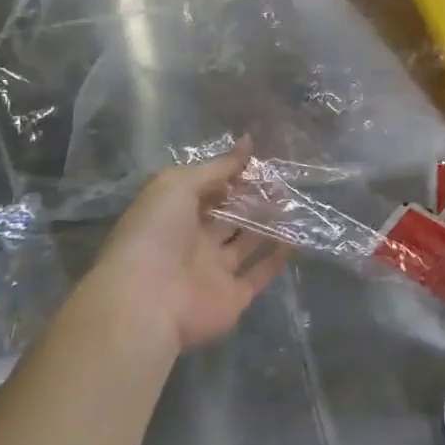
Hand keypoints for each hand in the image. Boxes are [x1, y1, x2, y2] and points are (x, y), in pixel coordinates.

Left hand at [92, 141, 290, 354]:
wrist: (147, 301)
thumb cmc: (156, 233)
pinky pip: (259, 274)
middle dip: (253, 198)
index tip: (259, 162)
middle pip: (229, 216)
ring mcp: (214, 271)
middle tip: (282, 181)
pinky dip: (277, 259)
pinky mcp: (233, 297)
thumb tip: (248, 143)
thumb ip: (216, 167)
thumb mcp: (179, 184)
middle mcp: (195, 241)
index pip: (208, 190)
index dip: (231, 175)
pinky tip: (297, 239)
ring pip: (246, 243)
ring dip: (269, 225)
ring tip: (294, 203)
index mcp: (175, 214)